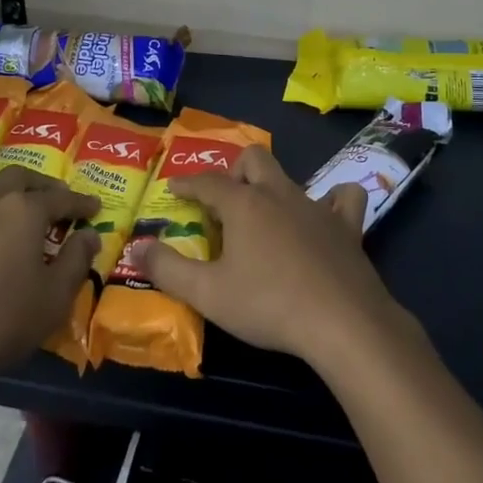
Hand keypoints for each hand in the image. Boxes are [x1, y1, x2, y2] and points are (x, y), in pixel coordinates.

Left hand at [0, 168, 97, 391]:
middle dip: (44, 184)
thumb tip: (90, 235)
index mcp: (25, 210)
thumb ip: (76, 260)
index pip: (60, 198)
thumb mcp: (55, 296)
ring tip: (28, 214)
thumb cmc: (4, 317)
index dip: (80, 203)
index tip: (96, 207)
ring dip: (15, 193)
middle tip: (60, 199)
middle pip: (21, 177)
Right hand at [137, 146, 410, 371]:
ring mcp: (315, 207)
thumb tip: (135, 248)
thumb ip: (168, 269)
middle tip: (223, 200)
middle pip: (252, 160)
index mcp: (243, 204)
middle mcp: (278, 193)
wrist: (343, 322)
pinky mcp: (346, 227)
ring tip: (264, 212)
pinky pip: (342, 199)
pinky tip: (324, 215)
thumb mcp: (208, 294)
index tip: (175, 188)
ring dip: (273, 187)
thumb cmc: (269, 304)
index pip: (207, 182)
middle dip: (233, 171)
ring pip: (290, 177)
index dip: (187, 184)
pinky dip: (331, 202)